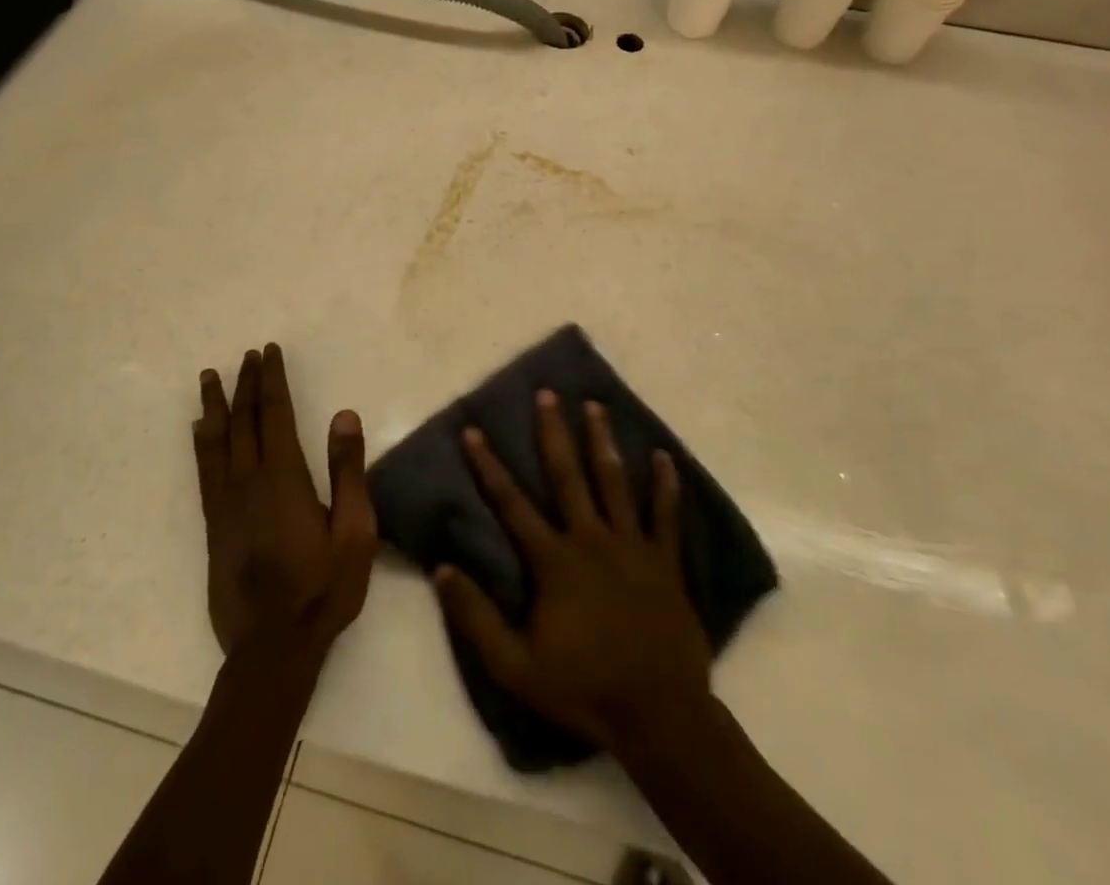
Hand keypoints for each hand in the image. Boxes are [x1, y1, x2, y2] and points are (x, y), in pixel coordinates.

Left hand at [193, 344, 376, 659]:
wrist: (273, 647)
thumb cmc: (324, 588)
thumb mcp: (355, 531)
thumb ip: (348, 471)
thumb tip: (343, 415)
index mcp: (284, 476)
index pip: (275, 413)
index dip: (272, 379)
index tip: (269, 351)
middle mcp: (249, 480)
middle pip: (244, 419)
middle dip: (246, 383)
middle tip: (248, 354)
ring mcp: (226, 502)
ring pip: (217, 440)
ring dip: (215, 404)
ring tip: (211, 376)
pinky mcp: (214, 524)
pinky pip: (204, 470)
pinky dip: (200, 442)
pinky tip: (198, 428)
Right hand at [435, 391, 712, 751]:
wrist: (659, 716)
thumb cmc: (583, 689)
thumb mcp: (516, 666)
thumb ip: (476, 618)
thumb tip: (442, 569)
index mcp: (553, 560)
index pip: (511, 503)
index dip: (488, 465)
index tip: (472, 430)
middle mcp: (591, 538)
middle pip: (568, 474)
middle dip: (553, 432)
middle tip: (546, 394)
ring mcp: (632, 545)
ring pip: (615, 481)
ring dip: (603, 440)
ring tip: (594, 405)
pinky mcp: (665, 561)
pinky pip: (666, 515)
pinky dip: (666, 485)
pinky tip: (665, 456)